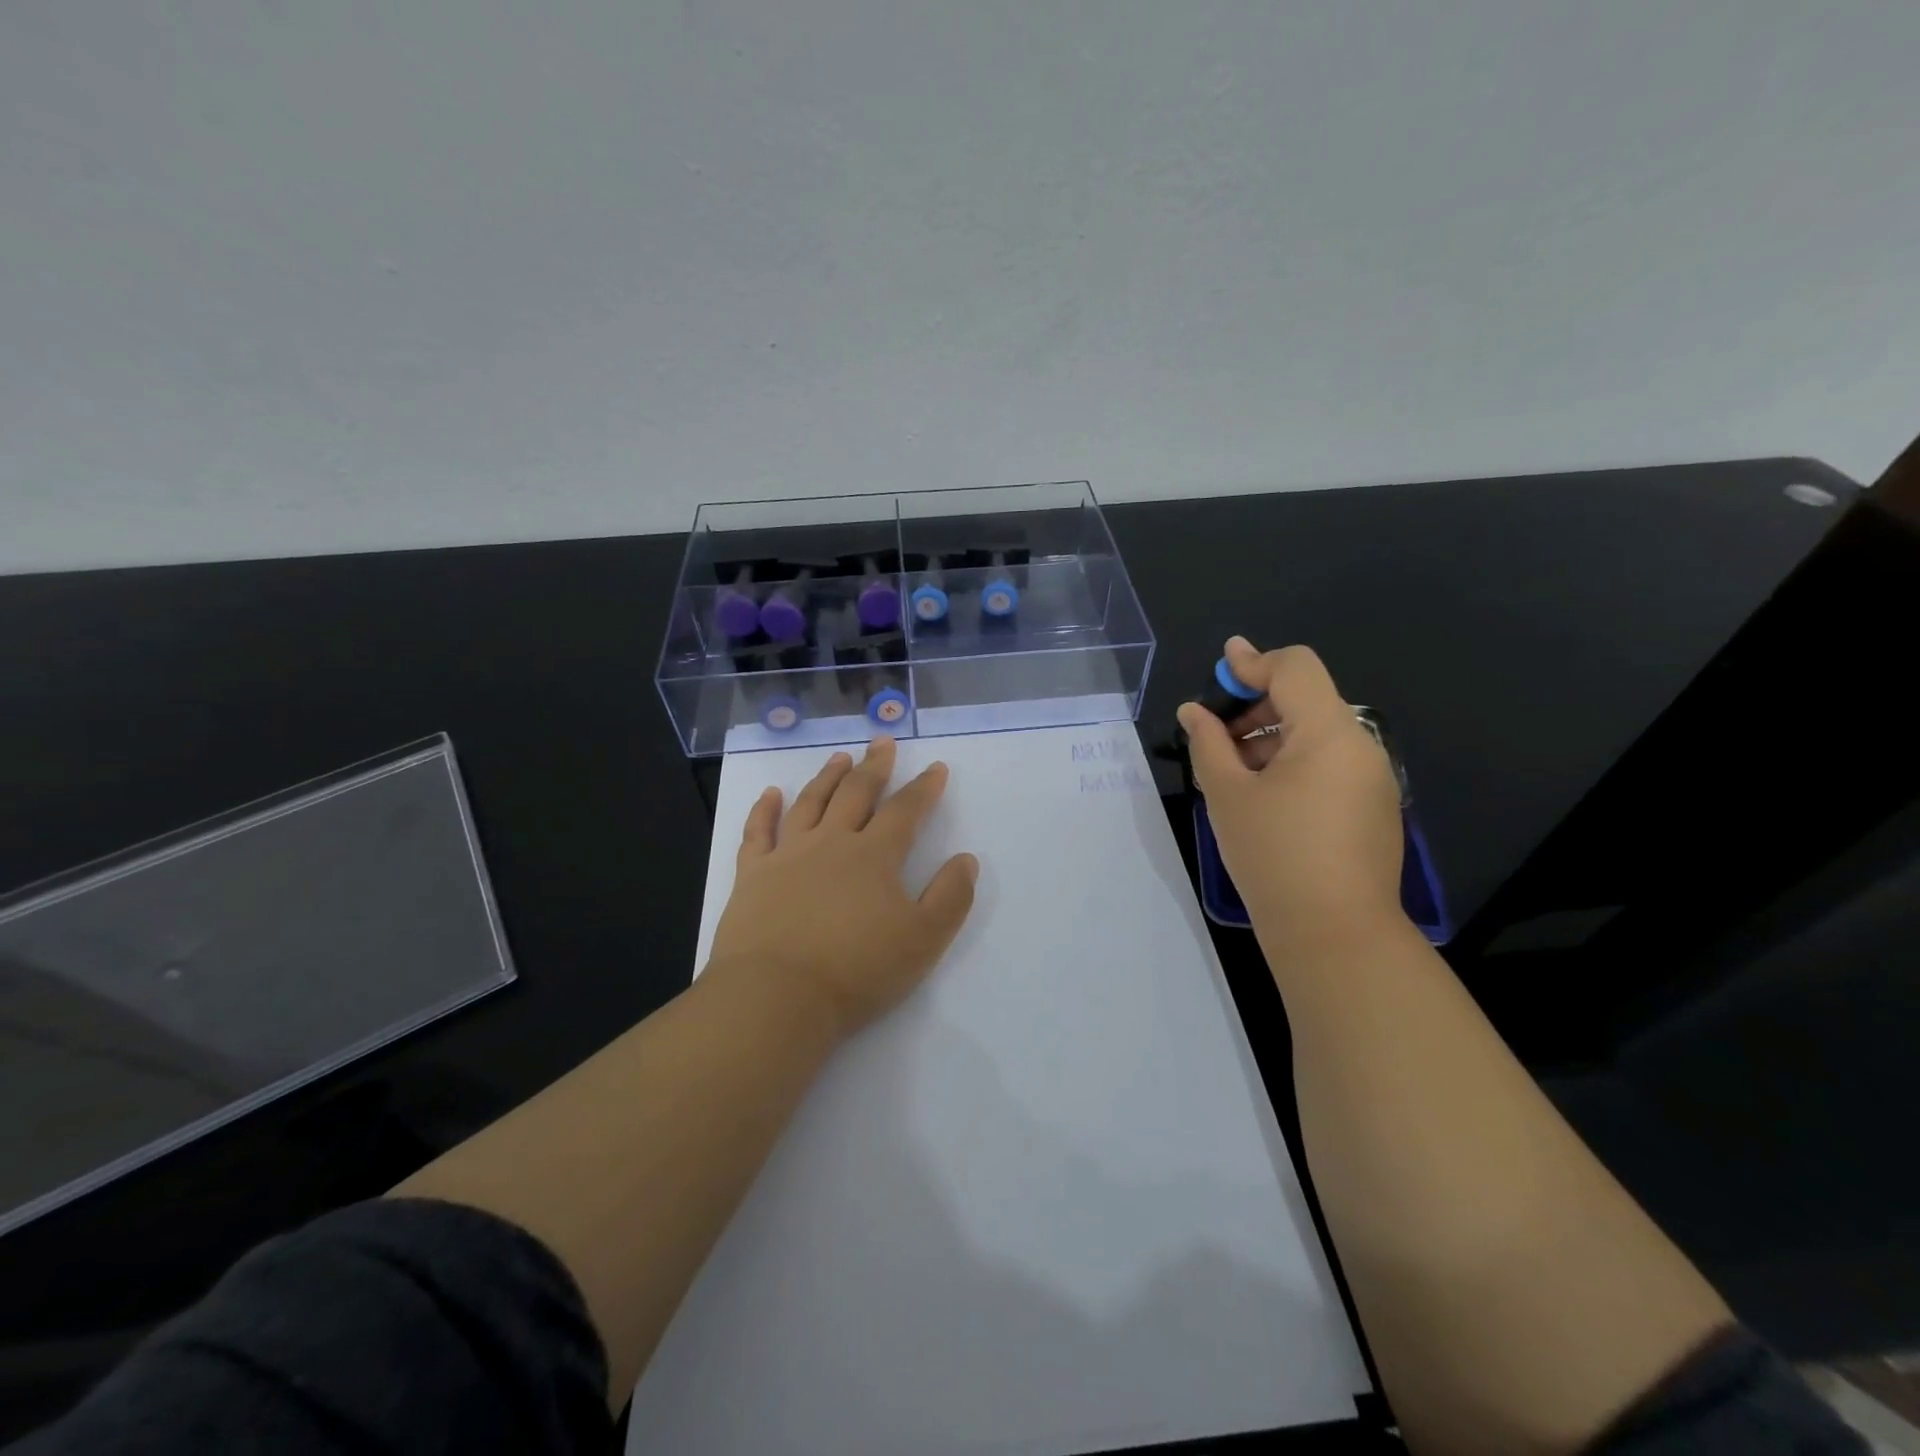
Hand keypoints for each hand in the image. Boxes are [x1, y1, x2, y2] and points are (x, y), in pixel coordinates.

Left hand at [705, 736, 979, 1040]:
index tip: (935, 768)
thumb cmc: (856, 970)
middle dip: (875, 766)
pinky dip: (764, 810)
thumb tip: (966, 859)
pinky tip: (770, 794)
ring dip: (827, 777)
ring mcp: (787, 855)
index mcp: (874, 856)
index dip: (924, 788)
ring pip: (810, 803)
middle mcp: (831, 843)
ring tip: (840, 757)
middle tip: (883, 742)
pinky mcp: (752, 875)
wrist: (776, 997)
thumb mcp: (923, 939)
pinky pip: (758, 832)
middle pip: (856, 793)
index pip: (905, 811)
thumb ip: (950, 897)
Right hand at [1178, 639, 1405, 950]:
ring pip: (1318, 734)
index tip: (1218, 671)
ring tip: (1232, 770)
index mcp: (1329, 732)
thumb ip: (1208, 742)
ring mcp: (1374, 779)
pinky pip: (1331, 764)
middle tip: (1215, 733)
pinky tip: (1264, 796)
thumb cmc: (1274, 855)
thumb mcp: (1228, 794)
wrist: (1335, 935)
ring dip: (1272, 736)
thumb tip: (1194, 711)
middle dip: (1257, 704)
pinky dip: (1294, 763)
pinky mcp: (1374, 808)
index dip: (1252, 663)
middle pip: (1307, 698)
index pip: (1296, 667)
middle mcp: (1362, 746)